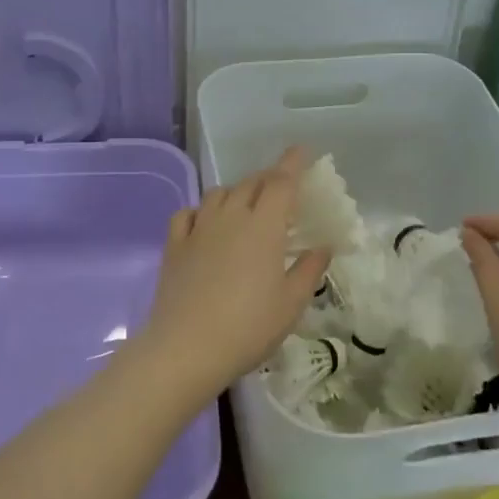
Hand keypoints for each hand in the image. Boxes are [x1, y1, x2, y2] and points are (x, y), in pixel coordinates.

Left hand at [130, 147, 330, 404]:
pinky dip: (200, 211)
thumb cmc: (249, 327)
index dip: (293, 163)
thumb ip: (309, 269)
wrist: (187, 347)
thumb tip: (324, 246)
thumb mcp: (291, 303)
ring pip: (219, 194)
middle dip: (268, 178)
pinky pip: (187, 214)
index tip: (302, 151)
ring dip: (237, 192)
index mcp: (264, 226)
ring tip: (246, 205)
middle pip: (251, 183)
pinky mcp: (174, 245)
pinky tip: (205, 223)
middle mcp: (230, 216)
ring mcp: (198, 228)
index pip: (281, 182)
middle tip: (281, 188)